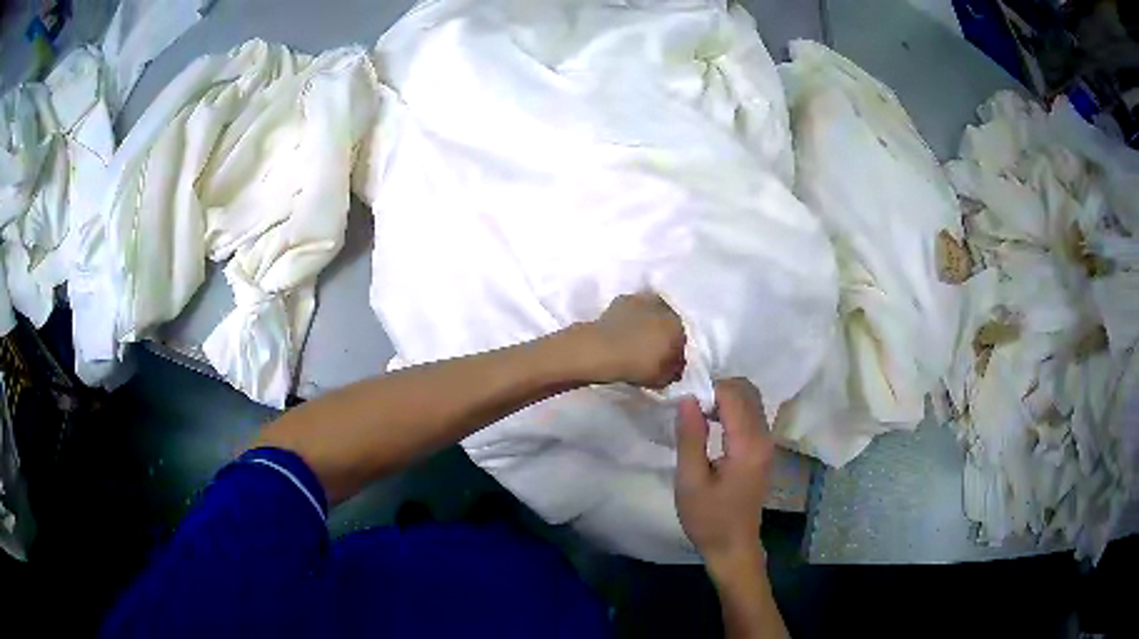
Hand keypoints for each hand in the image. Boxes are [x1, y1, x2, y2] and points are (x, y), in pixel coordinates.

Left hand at [581, 293, 685, 387]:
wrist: (603, 350)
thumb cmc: (637, 366)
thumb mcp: (662, 378)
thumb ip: (673, 370)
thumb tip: (675, 366)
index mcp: (679, 327)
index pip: (682, 340)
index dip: (674, 351)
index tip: (666, 360)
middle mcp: (665, 308)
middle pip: (668, 322)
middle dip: (662, 333)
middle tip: (652, 348)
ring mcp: (643, 300)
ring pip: (651, 313)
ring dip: (648, 322)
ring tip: (636, 338)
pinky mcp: (623, 299)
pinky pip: (633, 310)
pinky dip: (631, 318)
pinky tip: (624, 330)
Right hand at [674, 378, 773, 574]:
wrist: (733, 546)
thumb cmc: (708, 518)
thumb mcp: (690, 481)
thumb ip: (690, 437)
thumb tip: (688, 397)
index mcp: (748, 444)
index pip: (733, 394)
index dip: (708, 389)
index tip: (684, 402)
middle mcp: (764, 437)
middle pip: (747, 391)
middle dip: (718, 389)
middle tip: (690, 406)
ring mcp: (767, 443)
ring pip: (751, 399)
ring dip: (725, 398)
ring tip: (698, 414)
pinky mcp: (764, 449)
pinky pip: (752, 414)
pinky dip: (732, 409)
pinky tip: (712, 425)